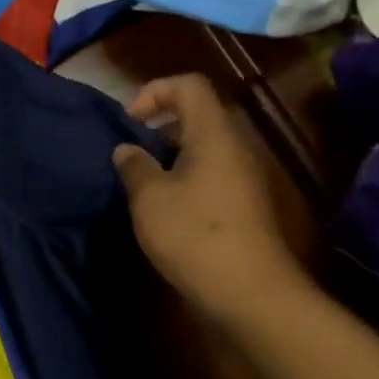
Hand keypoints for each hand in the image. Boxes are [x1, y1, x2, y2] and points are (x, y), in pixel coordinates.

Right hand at [112, 74, 310, 325]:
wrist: (251, 293)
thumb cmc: (194, 235)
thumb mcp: (149, 198)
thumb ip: (134, 166)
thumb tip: (127, 149)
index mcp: (213, 135)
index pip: (189, 85)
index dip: (154, 91)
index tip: (130, 122)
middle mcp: (234, 147)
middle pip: (197, 114)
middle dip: (158, 125)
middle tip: (129, 150)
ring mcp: (244, 177)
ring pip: (203, 145)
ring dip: (169, 153)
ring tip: (141, 180)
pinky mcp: (245, 204)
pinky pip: (211, 172)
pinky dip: (184, 176)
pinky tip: (163, 206)